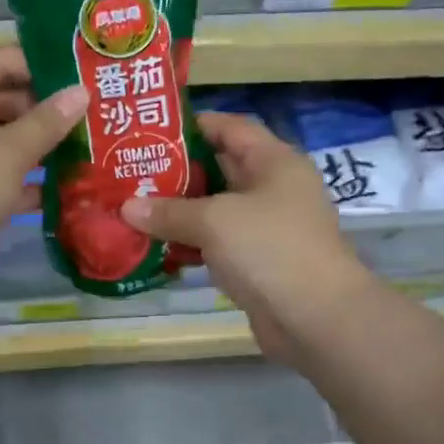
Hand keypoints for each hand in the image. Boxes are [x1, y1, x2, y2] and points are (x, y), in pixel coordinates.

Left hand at [0, 46, 87, 313]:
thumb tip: (81, 92)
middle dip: (43, 110)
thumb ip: (46, 122)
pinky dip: (24, 184)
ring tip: (88, 149)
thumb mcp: (7, 152)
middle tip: (93, 115)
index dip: (37, 63)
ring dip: (38, 149)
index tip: (80, 71)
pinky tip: (65, 190)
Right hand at [123, 112, 374, 360]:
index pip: (230, 127)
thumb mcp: (214, 221)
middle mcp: (273, 189)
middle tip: (131, 172)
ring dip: (178, 212)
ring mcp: (266, 228)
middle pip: (219, 168)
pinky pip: (217, 244)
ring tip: (134, 209)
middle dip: (176, 172)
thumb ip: (169, 211)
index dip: (192, 125)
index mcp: (273, 162)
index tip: (150, 131)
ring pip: (215, 210)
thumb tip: (127, 208)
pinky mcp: (258, 262)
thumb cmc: (270, 249)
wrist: (316, 318)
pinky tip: (156, 248)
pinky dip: (189, 244)